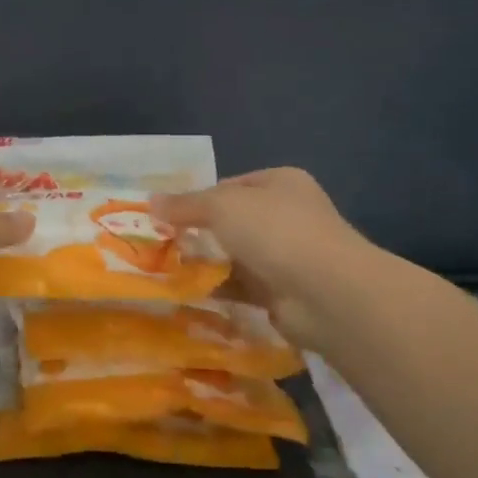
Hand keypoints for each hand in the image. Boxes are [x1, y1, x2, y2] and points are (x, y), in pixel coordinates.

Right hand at [152, 168, 373, 346]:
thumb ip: (185, 205)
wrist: (327, 293)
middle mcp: (288, 215)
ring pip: (236, 256)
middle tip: (163, 244)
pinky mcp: (284, 292)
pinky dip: (219, 290)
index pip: (230, 185)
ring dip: (208, 264)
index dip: (198, 198)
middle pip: (232, 222)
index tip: (167, 215)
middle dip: (199, 233)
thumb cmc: (275, 232)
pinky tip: (190, 294)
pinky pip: (242, 287)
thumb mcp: (221, 206)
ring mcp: (288, 255)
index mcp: (280, 183)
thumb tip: (150, 202)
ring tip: (168, 270)